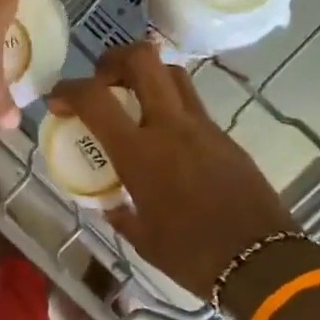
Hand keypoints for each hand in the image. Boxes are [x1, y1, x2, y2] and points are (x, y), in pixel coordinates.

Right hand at [51, 43, 317, 301]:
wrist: (261, 261)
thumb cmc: (192, 255)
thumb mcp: (142, 237)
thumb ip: (121, 213)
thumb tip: (112, 204)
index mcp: (140, 153)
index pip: (95, 99)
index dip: (69, 90)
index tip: (58, 101)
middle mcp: (171, 126)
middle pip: (142, 60)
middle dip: (114, 59)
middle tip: (101, 80)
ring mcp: (203, 127)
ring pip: (173, 74)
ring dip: (146, 76)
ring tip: (132, 100)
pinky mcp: (225, 137)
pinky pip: (192, 105)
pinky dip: (170, 105)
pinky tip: (165, 138)